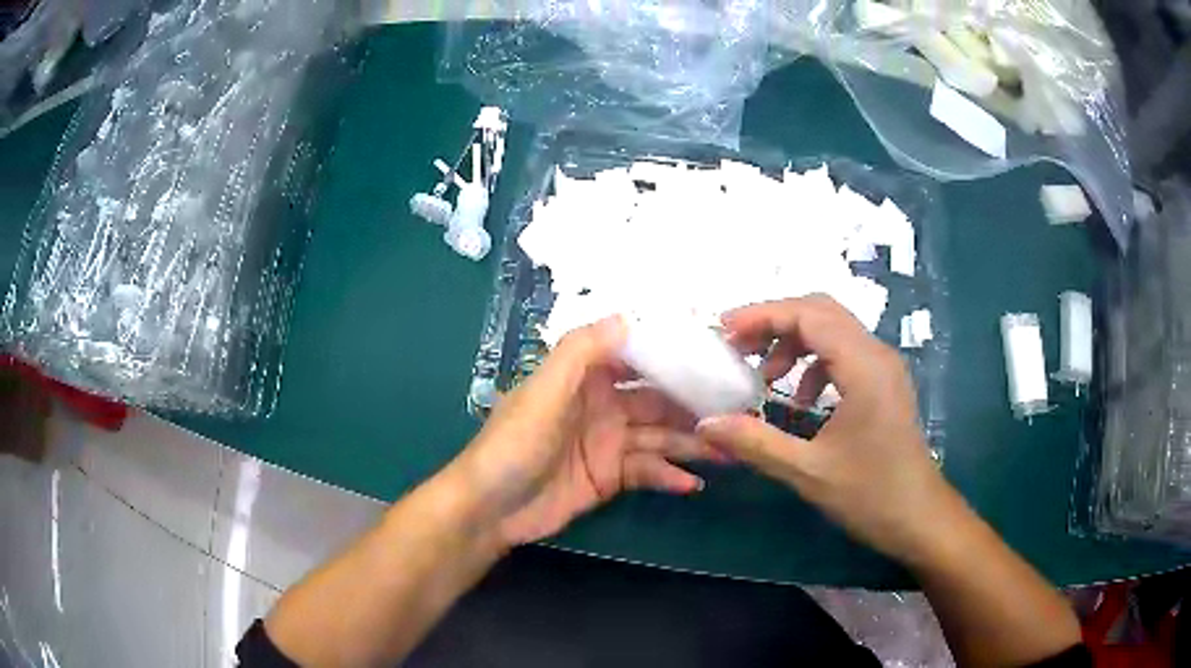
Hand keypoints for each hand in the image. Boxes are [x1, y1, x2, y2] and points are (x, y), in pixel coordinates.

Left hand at [450, 316, 719, 548]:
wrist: (491, 508)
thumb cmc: (515, 443)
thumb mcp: (545, 390)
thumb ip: (582, 351)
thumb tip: (629, 316)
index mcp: (586, 377)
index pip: (638, 357)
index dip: (674, 355)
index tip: (715, 354)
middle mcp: (603, 405)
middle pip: (658, 400)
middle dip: (694, 404)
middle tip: (737, 408)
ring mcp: (609, 443)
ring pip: (660, 437)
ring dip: (693, 442)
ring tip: (730, 450)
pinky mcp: (611, 477)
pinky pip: (648, 472)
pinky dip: (670, 476)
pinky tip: (693, 483)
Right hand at [696, 295, 960, 564]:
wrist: (920, 518)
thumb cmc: (871, 495)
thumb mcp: (808, 472)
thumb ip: (755, 442)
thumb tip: (705, 423)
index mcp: (864, 367)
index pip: (809, 315)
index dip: (763, 315)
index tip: (725, 331)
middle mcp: (877, 355)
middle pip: (821, 312)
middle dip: (776, 322)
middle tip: (737, 346)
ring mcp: (884, 368)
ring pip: (833, 331)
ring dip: (795, 342)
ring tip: (766, 377)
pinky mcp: (884, 384)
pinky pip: (844, 354)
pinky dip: (814, 363)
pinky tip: (801, 401)